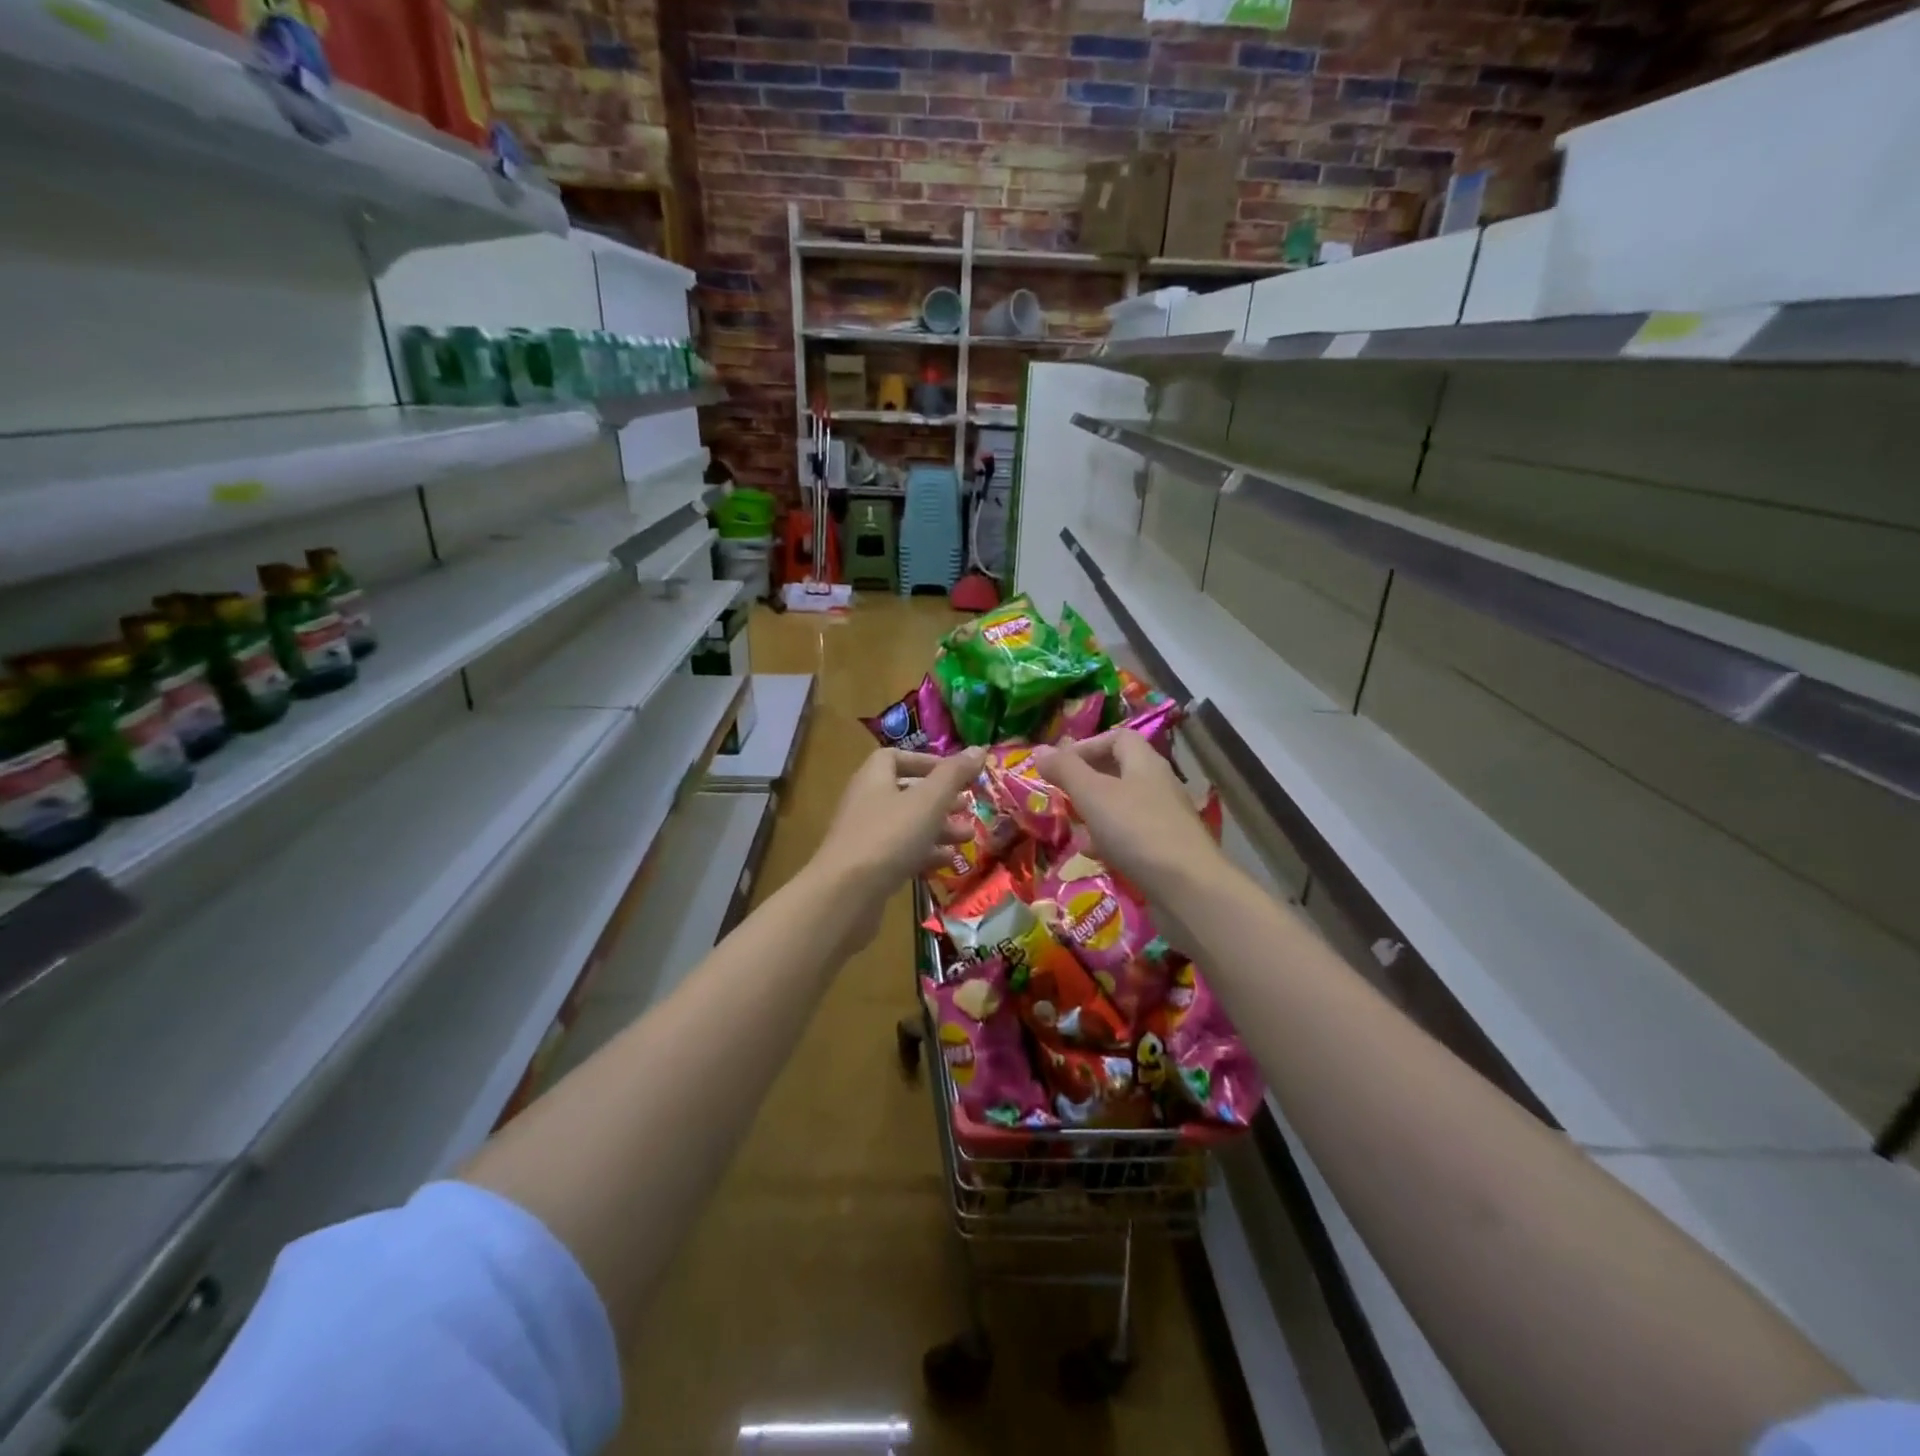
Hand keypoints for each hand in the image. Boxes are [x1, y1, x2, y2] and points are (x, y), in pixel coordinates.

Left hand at [811, 746, 985, 942]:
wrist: (845, 895)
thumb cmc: (889, 836)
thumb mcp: (928, 800)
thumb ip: (954, 774)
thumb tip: (979, 748)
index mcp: (874, 778)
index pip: (895, 757)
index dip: (926, 761)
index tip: (955, 773)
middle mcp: (866, 803)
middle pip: (906, 792)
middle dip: (941, 799)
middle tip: (969, 806)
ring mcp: (866, 837)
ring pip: (907, 825)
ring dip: (939, 828)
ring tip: (968, 836)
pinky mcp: (869, 868)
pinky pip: (901, 853)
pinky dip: (925, 853)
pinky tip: (949, 862)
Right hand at [1034, 730, 1222, 903]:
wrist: (1189, 888)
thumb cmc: (1136, 831)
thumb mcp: (1092, 795)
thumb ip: (1066, 770)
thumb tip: (1039, 749)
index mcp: (1144, 763)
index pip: (1117, 738)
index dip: (1086, 746)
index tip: (1060, 766)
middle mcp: (1159, 784)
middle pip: (1120, 771)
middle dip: (1087, 782)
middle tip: (1062, 796)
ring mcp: (1166, 818)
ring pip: (1123, 806)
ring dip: (1096, 814)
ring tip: (1073, 828)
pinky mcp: (1167, 849)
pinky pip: (1132, 835)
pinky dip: (1110, 841)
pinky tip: (1095, 856)